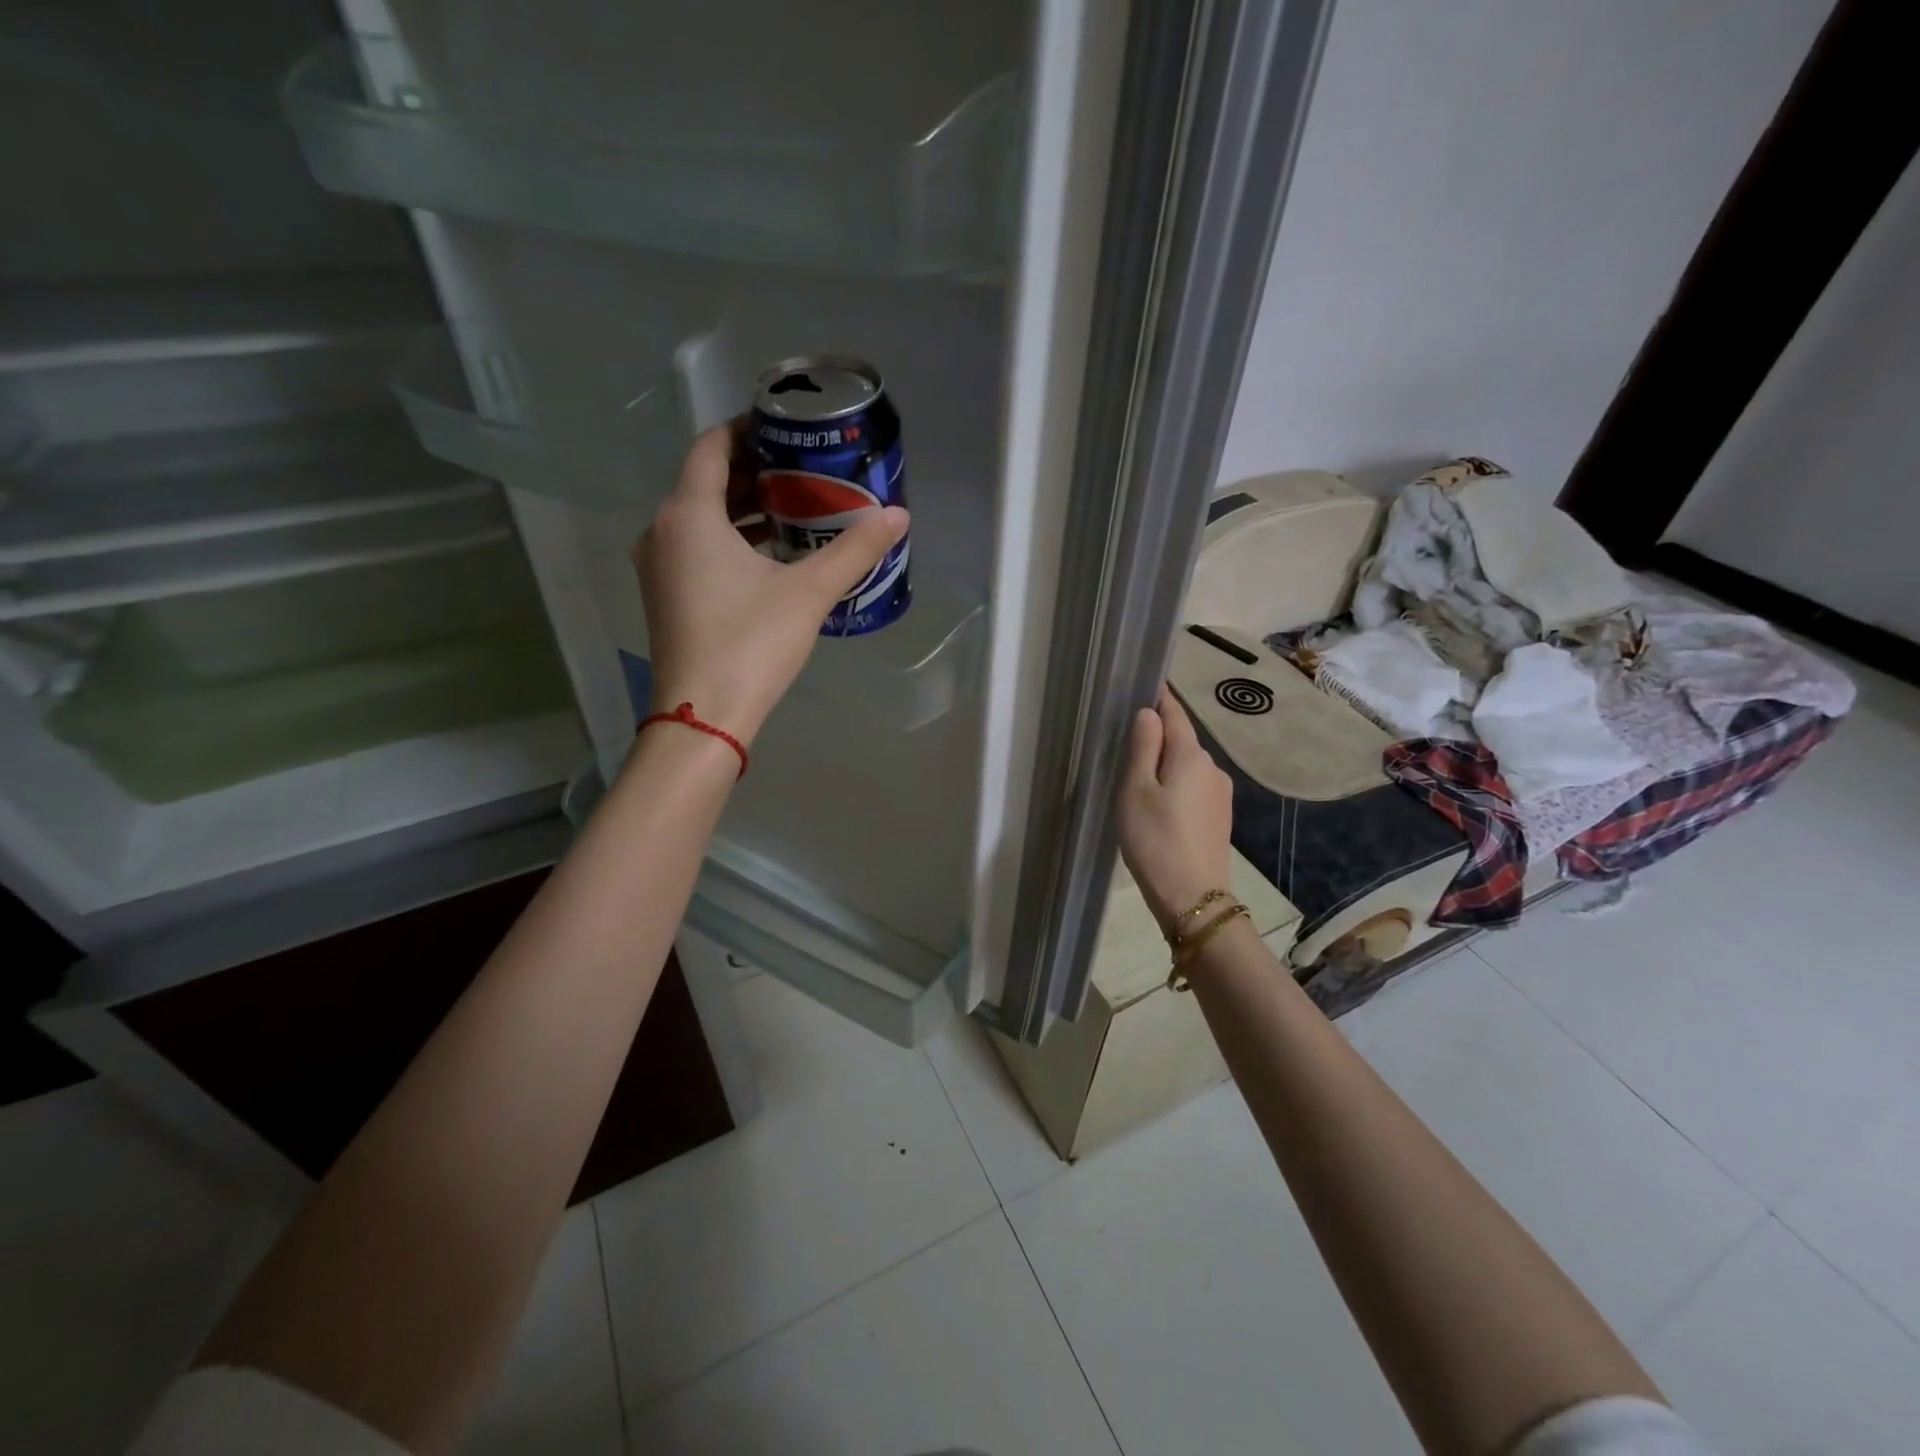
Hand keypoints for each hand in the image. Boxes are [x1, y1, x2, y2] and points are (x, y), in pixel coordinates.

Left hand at [634, 424, 908, 744]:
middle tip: (803, 469)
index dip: (748, 430)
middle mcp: (663, 530)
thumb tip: (898, 516)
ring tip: (795, 508)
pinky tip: (771, 555)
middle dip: (754, 471)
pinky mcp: (666, 596)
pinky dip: (730, 539)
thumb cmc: (751, 643)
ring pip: (701, 517)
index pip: (713, 446)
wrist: (704, 715)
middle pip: (707, 481)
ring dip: (743, 508)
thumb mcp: (809, 592)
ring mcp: (659, 566)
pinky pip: (697, 547)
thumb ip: (855, 550)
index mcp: (689, 514)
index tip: (786, 430)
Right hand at [1115, 685, 1234, 927]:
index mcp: (1191, 755)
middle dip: (1159, 737)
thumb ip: (1143, 747)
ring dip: (1166, 765)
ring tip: (1138, 782)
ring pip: (1188, 766)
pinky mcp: (1220, 816)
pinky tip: (1160, 806)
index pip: (1176, 714)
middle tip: (1126, 747)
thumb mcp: (1136, 790)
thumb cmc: (1154, 839)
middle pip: (1182, 740)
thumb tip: (1149, 713)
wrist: (1192, 896)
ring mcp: (1221, 794)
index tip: (1143, 687)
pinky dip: (1176, 785)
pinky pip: (1194, 787)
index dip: (1160, 699)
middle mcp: (1212, 767)